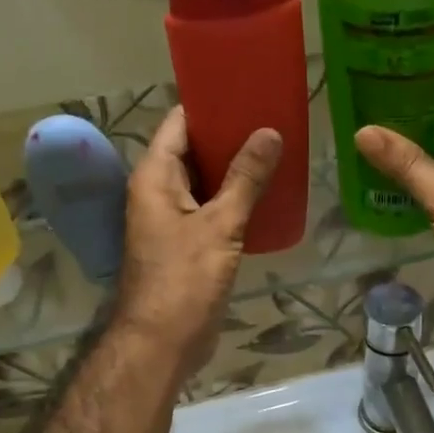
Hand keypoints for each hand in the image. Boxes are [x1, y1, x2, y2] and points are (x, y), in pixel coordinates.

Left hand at [112, 108, 282, 379]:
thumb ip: (245, 178)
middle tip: (273, 118)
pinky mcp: (189, 242)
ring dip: (236, 167)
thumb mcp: (219, 225)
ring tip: (277, 149)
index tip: (247, 89)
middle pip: (194, 149)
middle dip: (230, 134)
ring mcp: (173, 218)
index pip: (179, 122)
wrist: (163, 343)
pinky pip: (213, 207)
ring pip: (206, 180)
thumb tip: (269, 132)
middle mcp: (160, 191)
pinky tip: (268, 192)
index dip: (210, 104)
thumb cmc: (184, 280)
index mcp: (156, 177)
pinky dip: (236, 197)